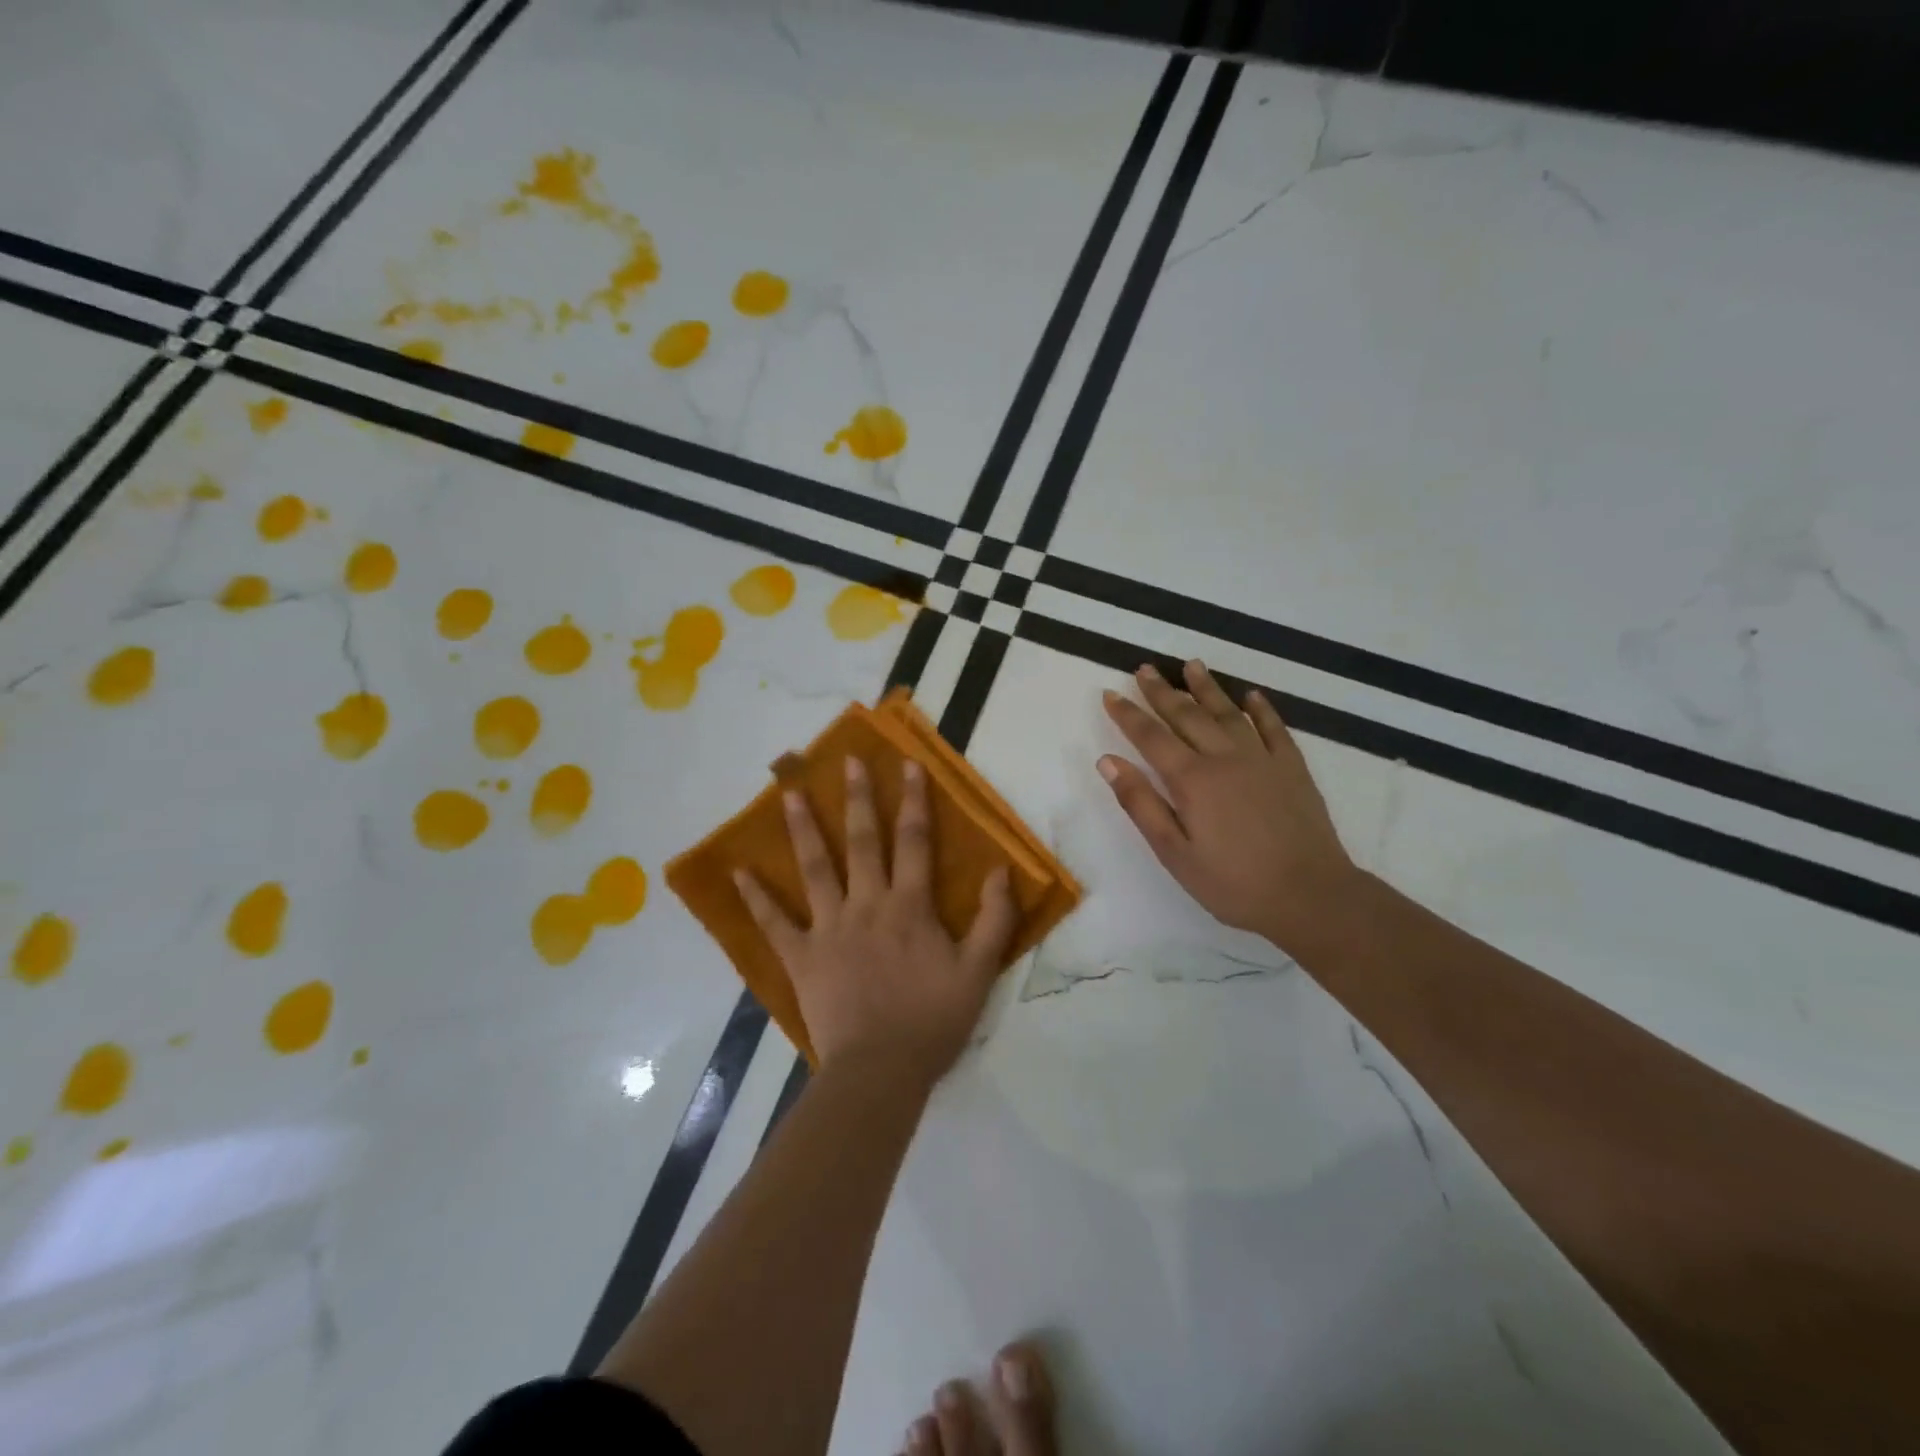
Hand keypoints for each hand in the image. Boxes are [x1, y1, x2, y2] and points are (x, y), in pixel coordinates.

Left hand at [734, 756, 1017, 1084]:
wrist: (880, 1070)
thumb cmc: (932, 1021)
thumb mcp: (978, 971)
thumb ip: (993, 919)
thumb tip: (1002, 870)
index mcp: (909, 906)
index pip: (914, 841)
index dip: (914, 800)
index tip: (908, 765)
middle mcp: (867, 904)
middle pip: (863, 842)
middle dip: (858, 798)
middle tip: (848, 761)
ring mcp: (829, 928)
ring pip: (815, 868)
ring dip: (804, 829)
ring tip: (791, 794)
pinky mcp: (801, 956)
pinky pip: (775, 923)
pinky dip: (757, 898)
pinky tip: (740, 872)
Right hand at [1099, 660, 1359, 954]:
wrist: (1310, 895)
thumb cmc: (1233, 883)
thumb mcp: (1174, 853)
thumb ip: (1141, 804)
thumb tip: (1108, 762)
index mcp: (1192, 779)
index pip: (1151, 737)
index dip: (1128, 714)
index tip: (1110, 694)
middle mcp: (1224, 757)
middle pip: (1187, 715)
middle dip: (1161, 691)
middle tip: (1144, 668)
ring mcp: (1262, 758)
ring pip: (1228, 713)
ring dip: (1207, 688)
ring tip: (1191, 665)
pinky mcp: (1292, 767)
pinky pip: (1273, 727)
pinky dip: (1261, 709)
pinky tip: (1252, 696)